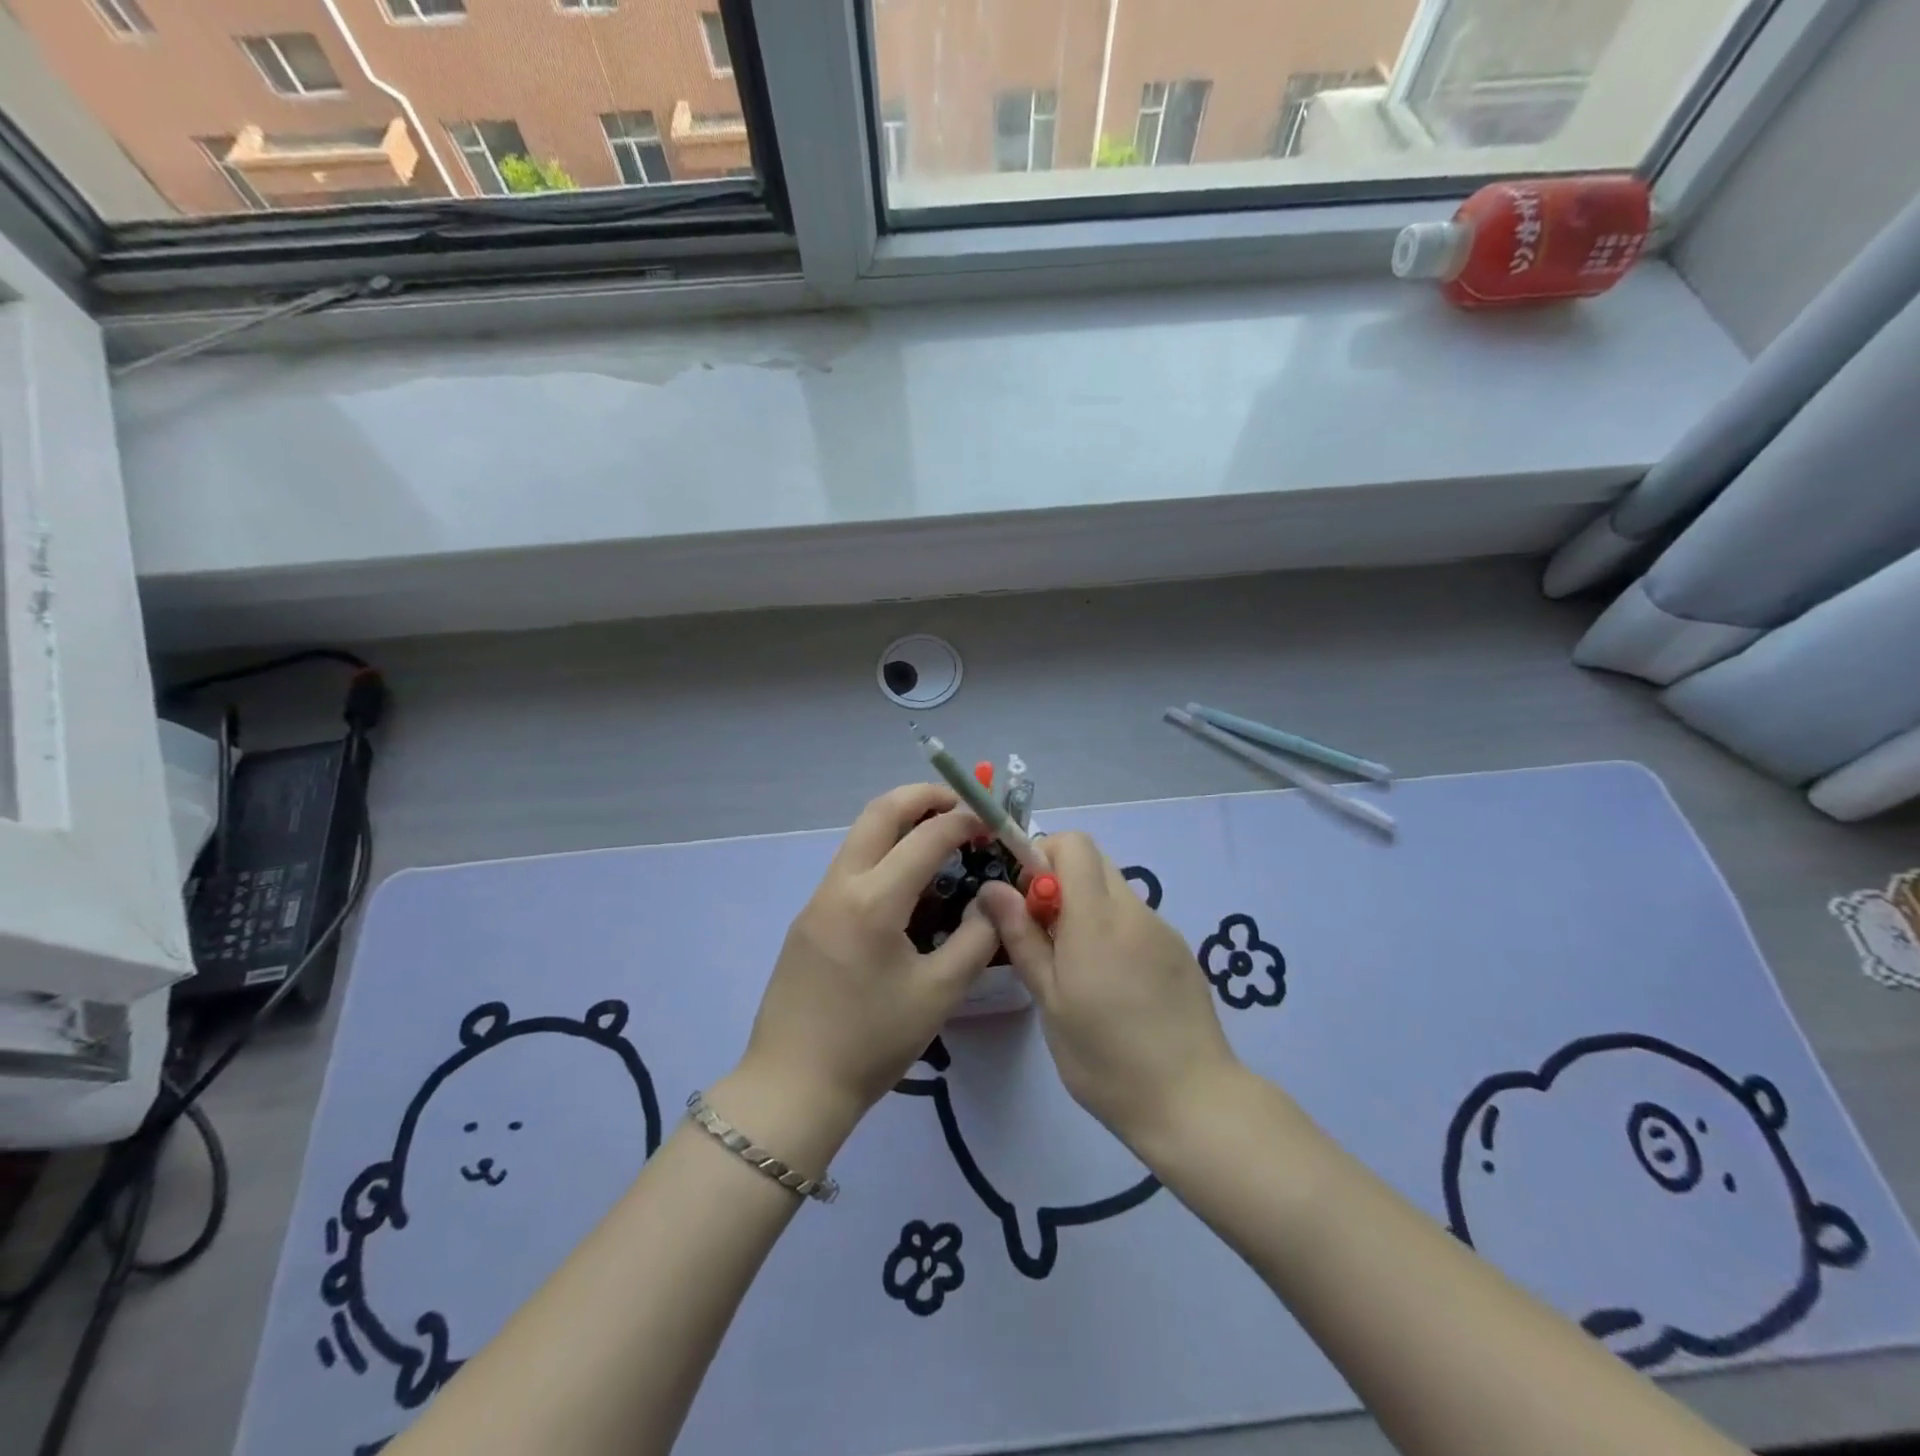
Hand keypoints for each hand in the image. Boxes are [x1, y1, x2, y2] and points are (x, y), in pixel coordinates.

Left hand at [736, 784, 1000, 1135]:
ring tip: (938, 838)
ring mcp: (817, 900)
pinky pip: (849, 866)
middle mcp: (840, 886)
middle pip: (879, 813)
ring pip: (859, 836)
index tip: (991, 822)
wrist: (793, 1085)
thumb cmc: (872, 1042)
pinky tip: (906, 883)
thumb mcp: (939, 993)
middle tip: (960, 804)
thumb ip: (976, 938)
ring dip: (899, 822)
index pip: (926, 837)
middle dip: (922, 796)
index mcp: (874, 901)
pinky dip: (881, 853)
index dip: (964, 821)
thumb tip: (993, 899)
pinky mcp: (808, 918)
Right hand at [979, 832, 1240, 1151]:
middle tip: (1046, 935)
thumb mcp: (1050, 1000)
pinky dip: (1114, 930)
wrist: (1192, 1101)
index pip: (1074, 844)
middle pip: (1095, 862)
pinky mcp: (1180, 951)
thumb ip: (1022, 937)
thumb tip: (993, 888)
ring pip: (1115, 891)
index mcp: (1098, 917)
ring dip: (1088, 908)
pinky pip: (1137, 919)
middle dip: (1061, 881)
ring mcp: (1163, 929)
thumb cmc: (1105, 1057)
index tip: (1027, 901)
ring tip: (1079, 968)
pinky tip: (1115, 986)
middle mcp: (1135, 911)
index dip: (1043, 856)